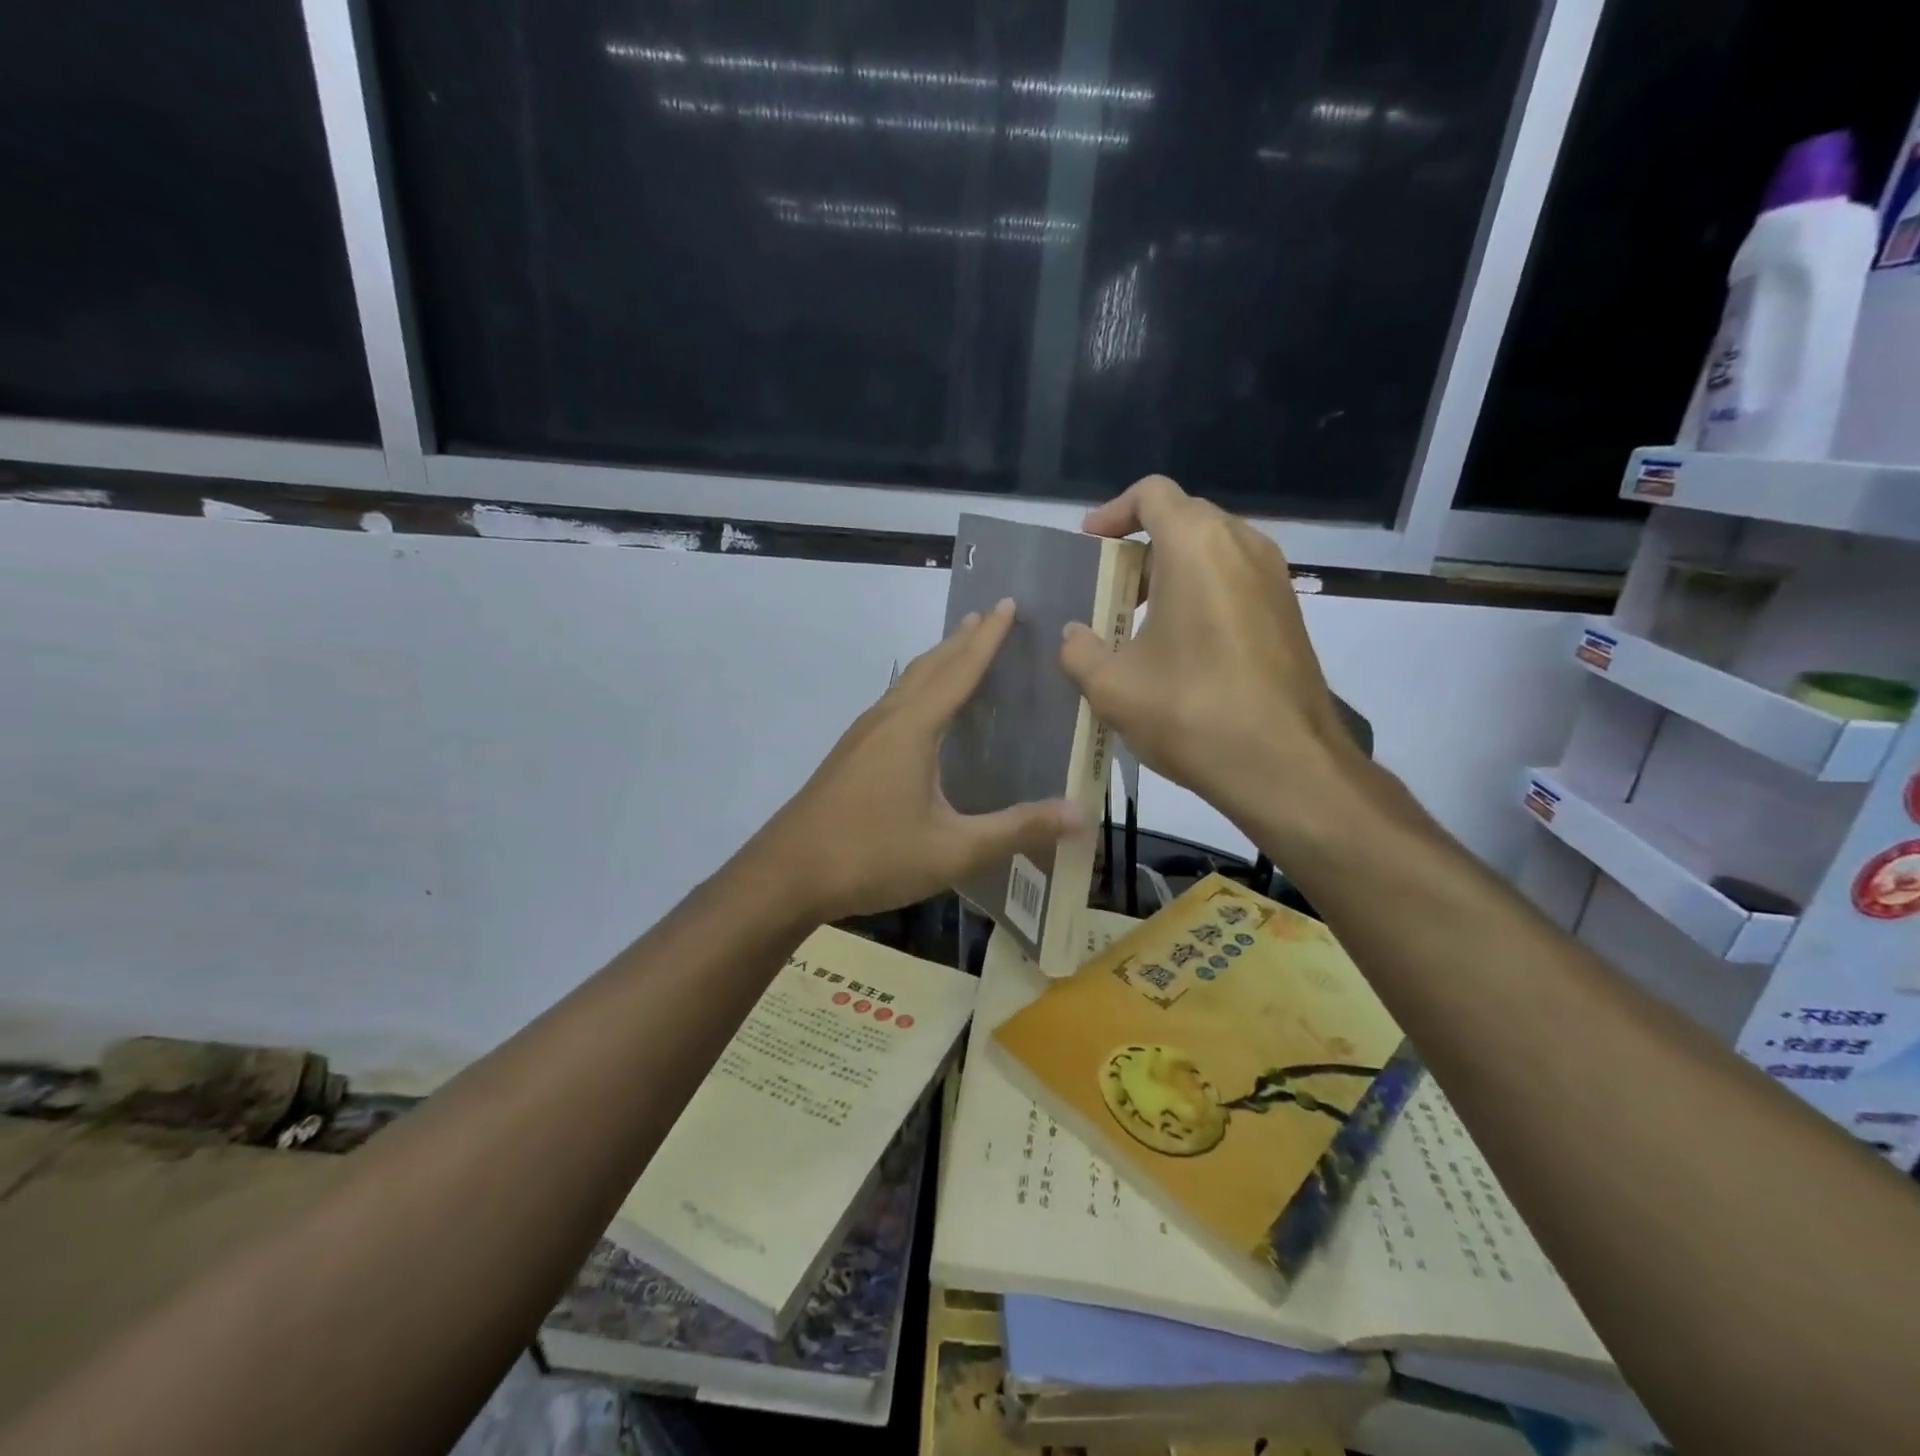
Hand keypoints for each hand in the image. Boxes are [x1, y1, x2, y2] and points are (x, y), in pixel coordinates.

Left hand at [754, 600, 1086, 922]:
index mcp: (912, 728)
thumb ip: (1016, 829)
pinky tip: (920, 713)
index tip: (1007, 604)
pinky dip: (918, 690)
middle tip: (989, 615)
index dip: (987, 638)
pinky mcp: (849, 757)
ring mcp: (861, 737)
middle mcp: (886, 720)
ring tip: (959, 650)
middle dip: (962, 639)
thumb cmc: (871, 856)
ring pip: (906, 684)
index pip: (959, 671)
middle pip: (929, 667)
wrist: (786, 876)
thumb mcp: (953, 850)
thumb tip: (1080, 813)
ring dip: (937, 662)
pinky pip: (893, 705)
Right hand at [1058, 475, 1366, 839]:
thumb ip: (1079, 650)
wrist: (1285, 765)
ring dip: (1173, 570)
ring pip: (1214, 550)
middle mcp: (1243, 546)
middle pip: (1185, 518)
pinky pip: (1236, 579)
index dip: (1113, 512)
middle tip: (1109, 587)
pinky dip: (1203, 592)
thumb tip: (1073, 634)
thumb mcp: (1112, 687)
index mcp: (1197, 546)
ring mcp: (1274, 578)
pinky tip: (1181, 644)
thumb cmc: (1191, 712)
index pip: (1152, 494)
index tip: (1089, 545)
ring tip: (1140, 617)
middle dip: (1141, 544)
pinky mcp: (1289, 612)